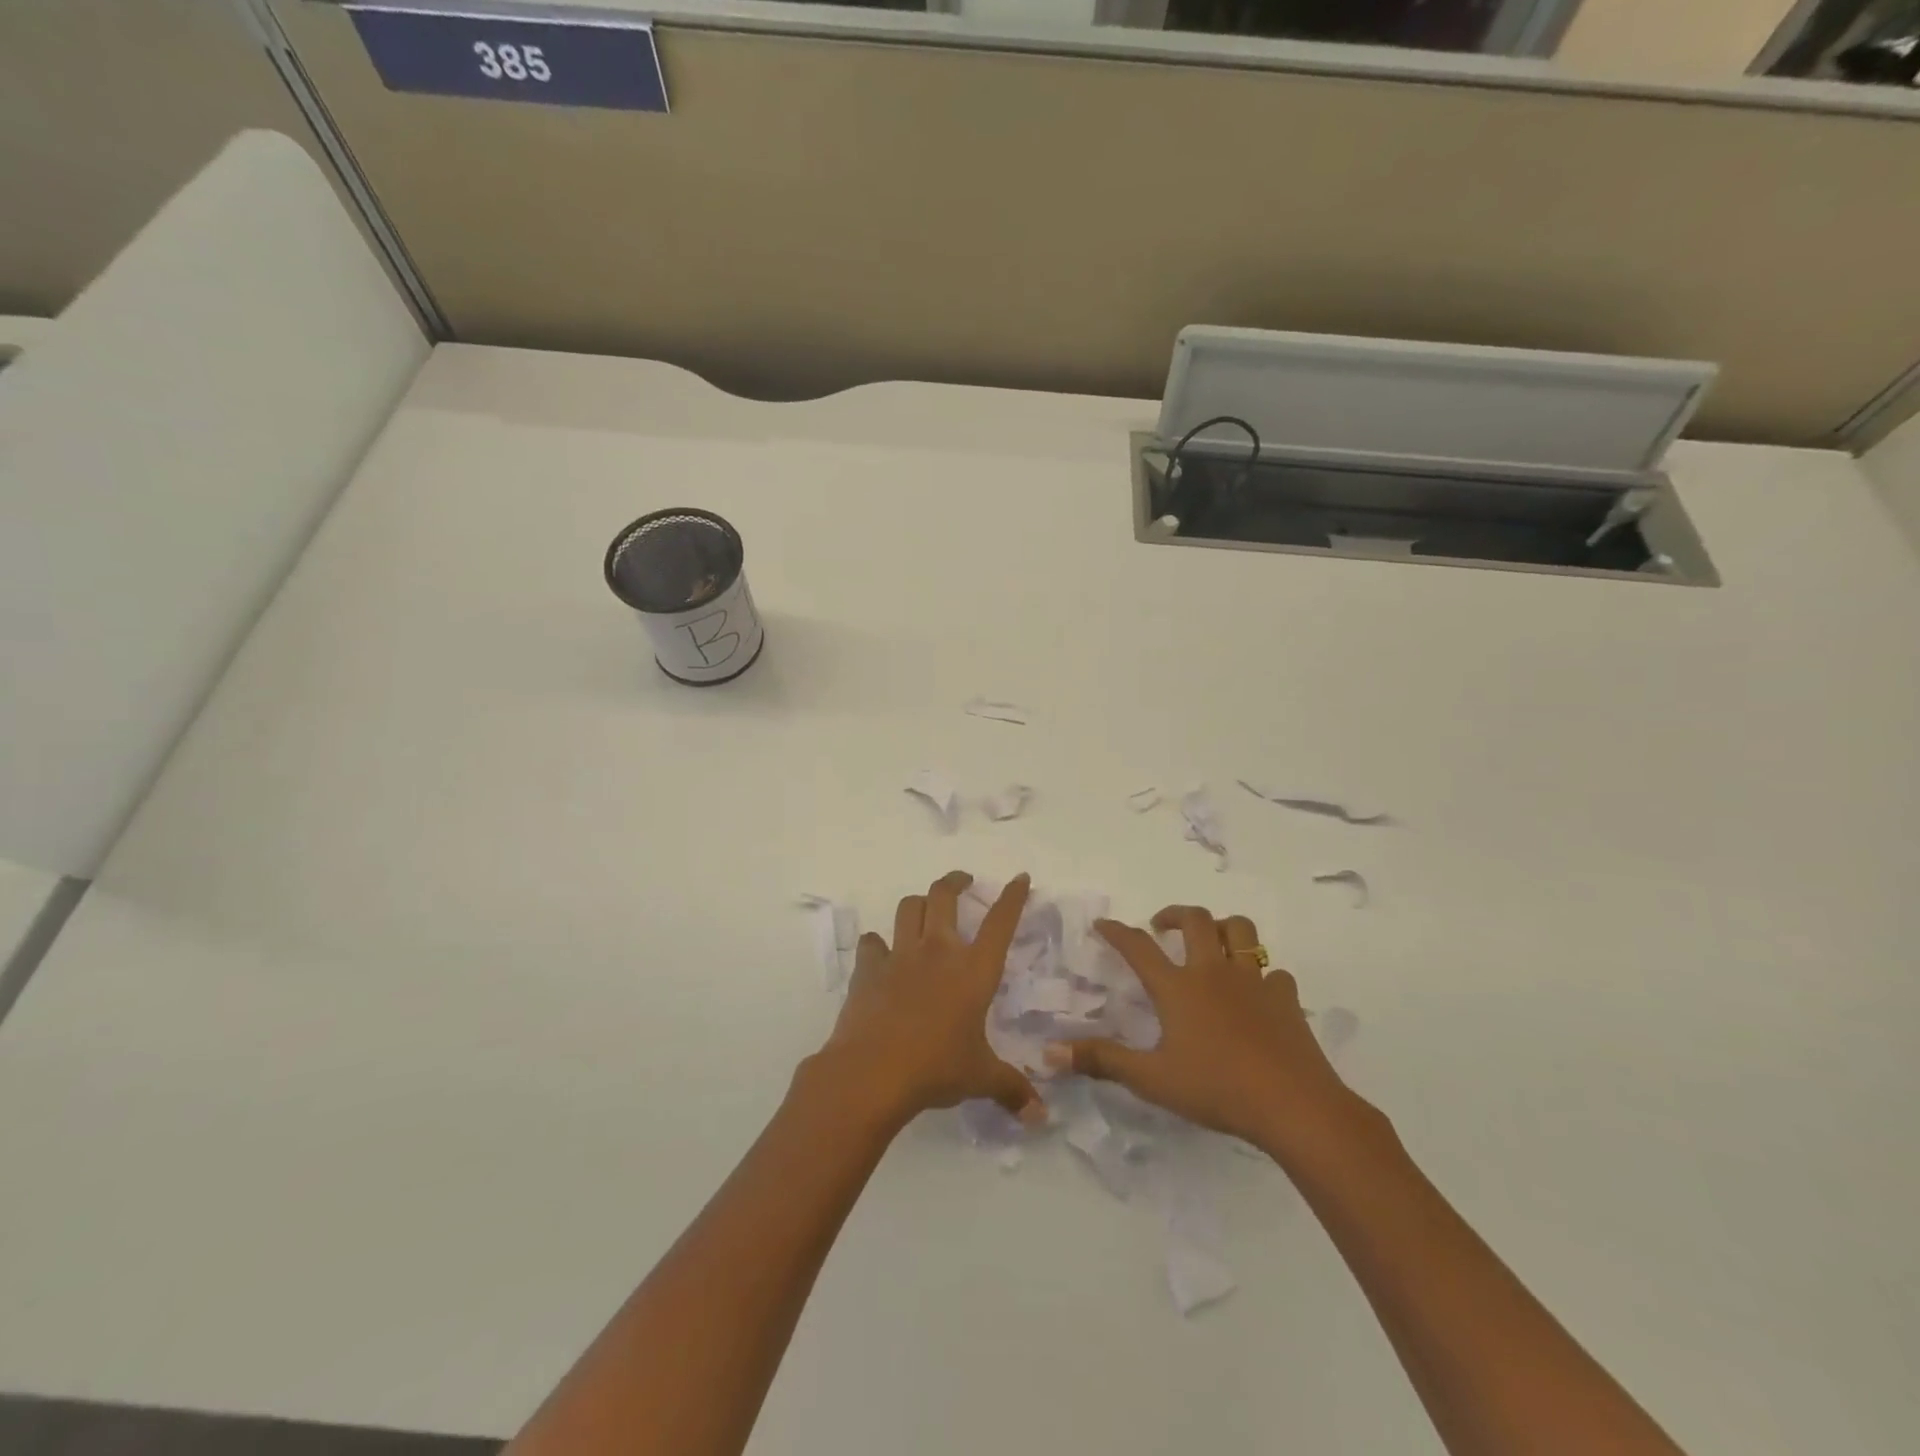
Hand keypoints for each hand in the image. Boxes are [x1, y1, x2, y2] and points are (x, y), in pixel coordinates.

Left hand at [814, 871, 1044, 1131]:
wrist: (872, 1072)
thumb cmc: (936, 1068)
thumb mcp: (980, 1078)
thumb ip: (1012, 1089)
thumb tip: (1040, 1117)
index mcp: (973, 970)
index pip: (1000, 922)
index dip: (1012, 897)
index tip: (1019, 878)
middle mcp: (938, 951)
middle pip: (944, 896)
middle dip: (956, 881)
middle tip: (963, 880)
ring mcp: (900, 955)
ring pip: (908, 908)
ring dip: (918, 903)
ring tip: (924, 909)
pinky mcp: (868, 968)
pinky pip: (872, 942)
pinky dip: (878, 944)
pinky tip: (880, 954)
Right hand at [1046, 906, 1356, 1157]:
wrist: (1293, 1105)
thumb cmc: (1217, 1089)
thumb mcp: (1152, 1079)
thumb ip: (1102, 1061)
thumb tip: (1050, 1051)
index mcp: (1178, 987)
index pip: (1139, 947)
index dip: (1118, 932)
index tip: (1104, 924)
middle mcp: (1214, 972)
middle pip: (1195, 921)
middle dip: (1174, 914)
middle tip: (1161, 924)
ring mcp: (1254, 981)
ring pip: (1241, 931)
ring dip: (1222, 927)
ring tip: (1211, 940)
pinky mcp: (1286, 998)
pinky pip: (1274, 972)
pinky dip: (1262, 974)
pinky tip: (1258, 992)